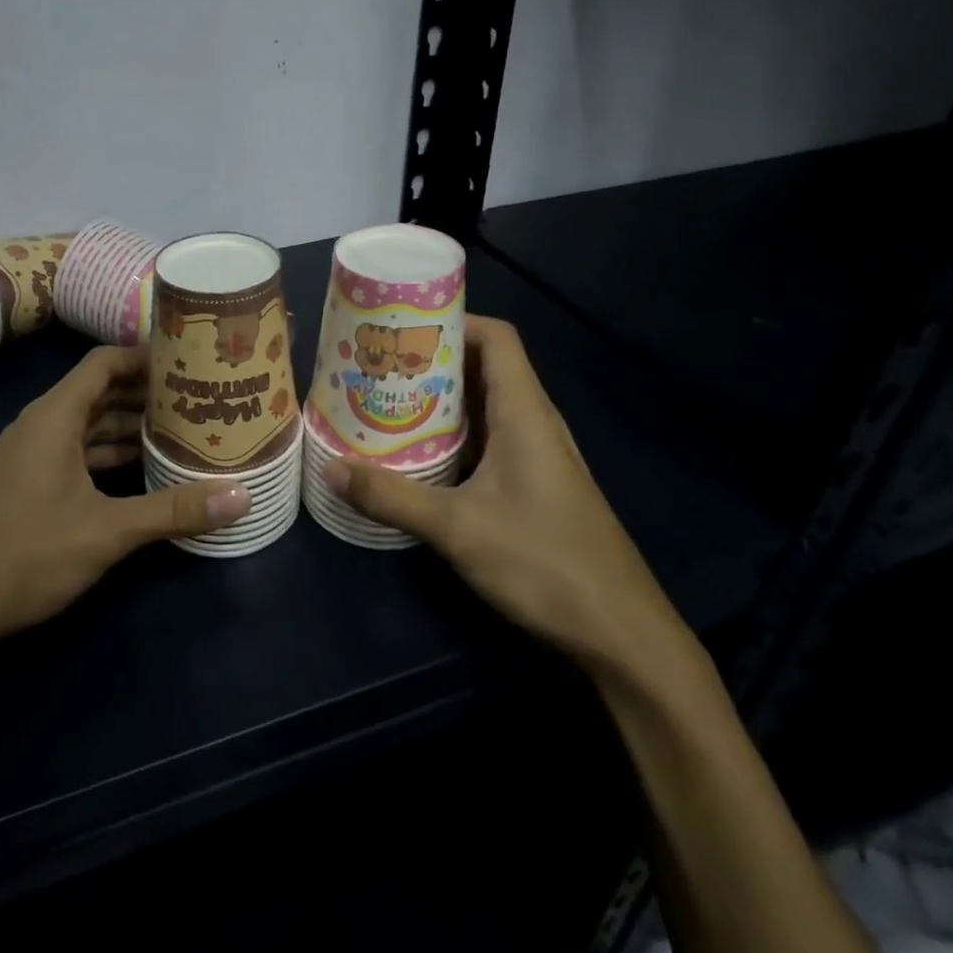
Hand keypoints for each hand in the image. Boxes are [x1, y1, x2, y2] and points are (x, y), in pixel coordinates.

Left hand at [0, 346, 250, 657]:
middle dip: (150, 394)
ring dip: (135, 428)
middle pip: (103, 393)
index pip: (104, 362)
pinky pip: (83, 456)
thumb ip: (173, 511)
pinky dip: (116, 456)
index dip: (145, 355)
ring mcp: (36, 457)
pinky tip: (151, 472)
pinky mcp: (35, 486)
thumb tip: (242, 496)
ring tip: (189, 431)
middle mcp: (44, 426)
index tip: (191, 358)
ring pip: (93, 427)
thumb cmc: (23, 555)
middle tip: (204, 397)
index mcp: (54, 417)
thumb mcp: (105, 532)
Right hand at [320, 316, 683, 670]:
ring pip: (483, 407)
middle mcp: (533, 423)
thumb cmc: (545, 563)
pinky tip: (416, 454)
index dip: (453, 320)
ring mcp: (536, 456)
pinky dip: (451, 435)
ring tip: (384, 401)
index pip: (496, 338)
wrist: (621, 632)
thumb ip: (391, 496)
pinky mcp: (532, 485)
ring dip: (438, 400)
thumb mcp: (457, 528)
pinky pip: (487, 441)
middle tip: (377, 364)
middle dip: (430, 360)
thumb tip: (331, 468)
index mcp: (524, 412)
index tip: (401, 326)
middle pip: (483, 368)